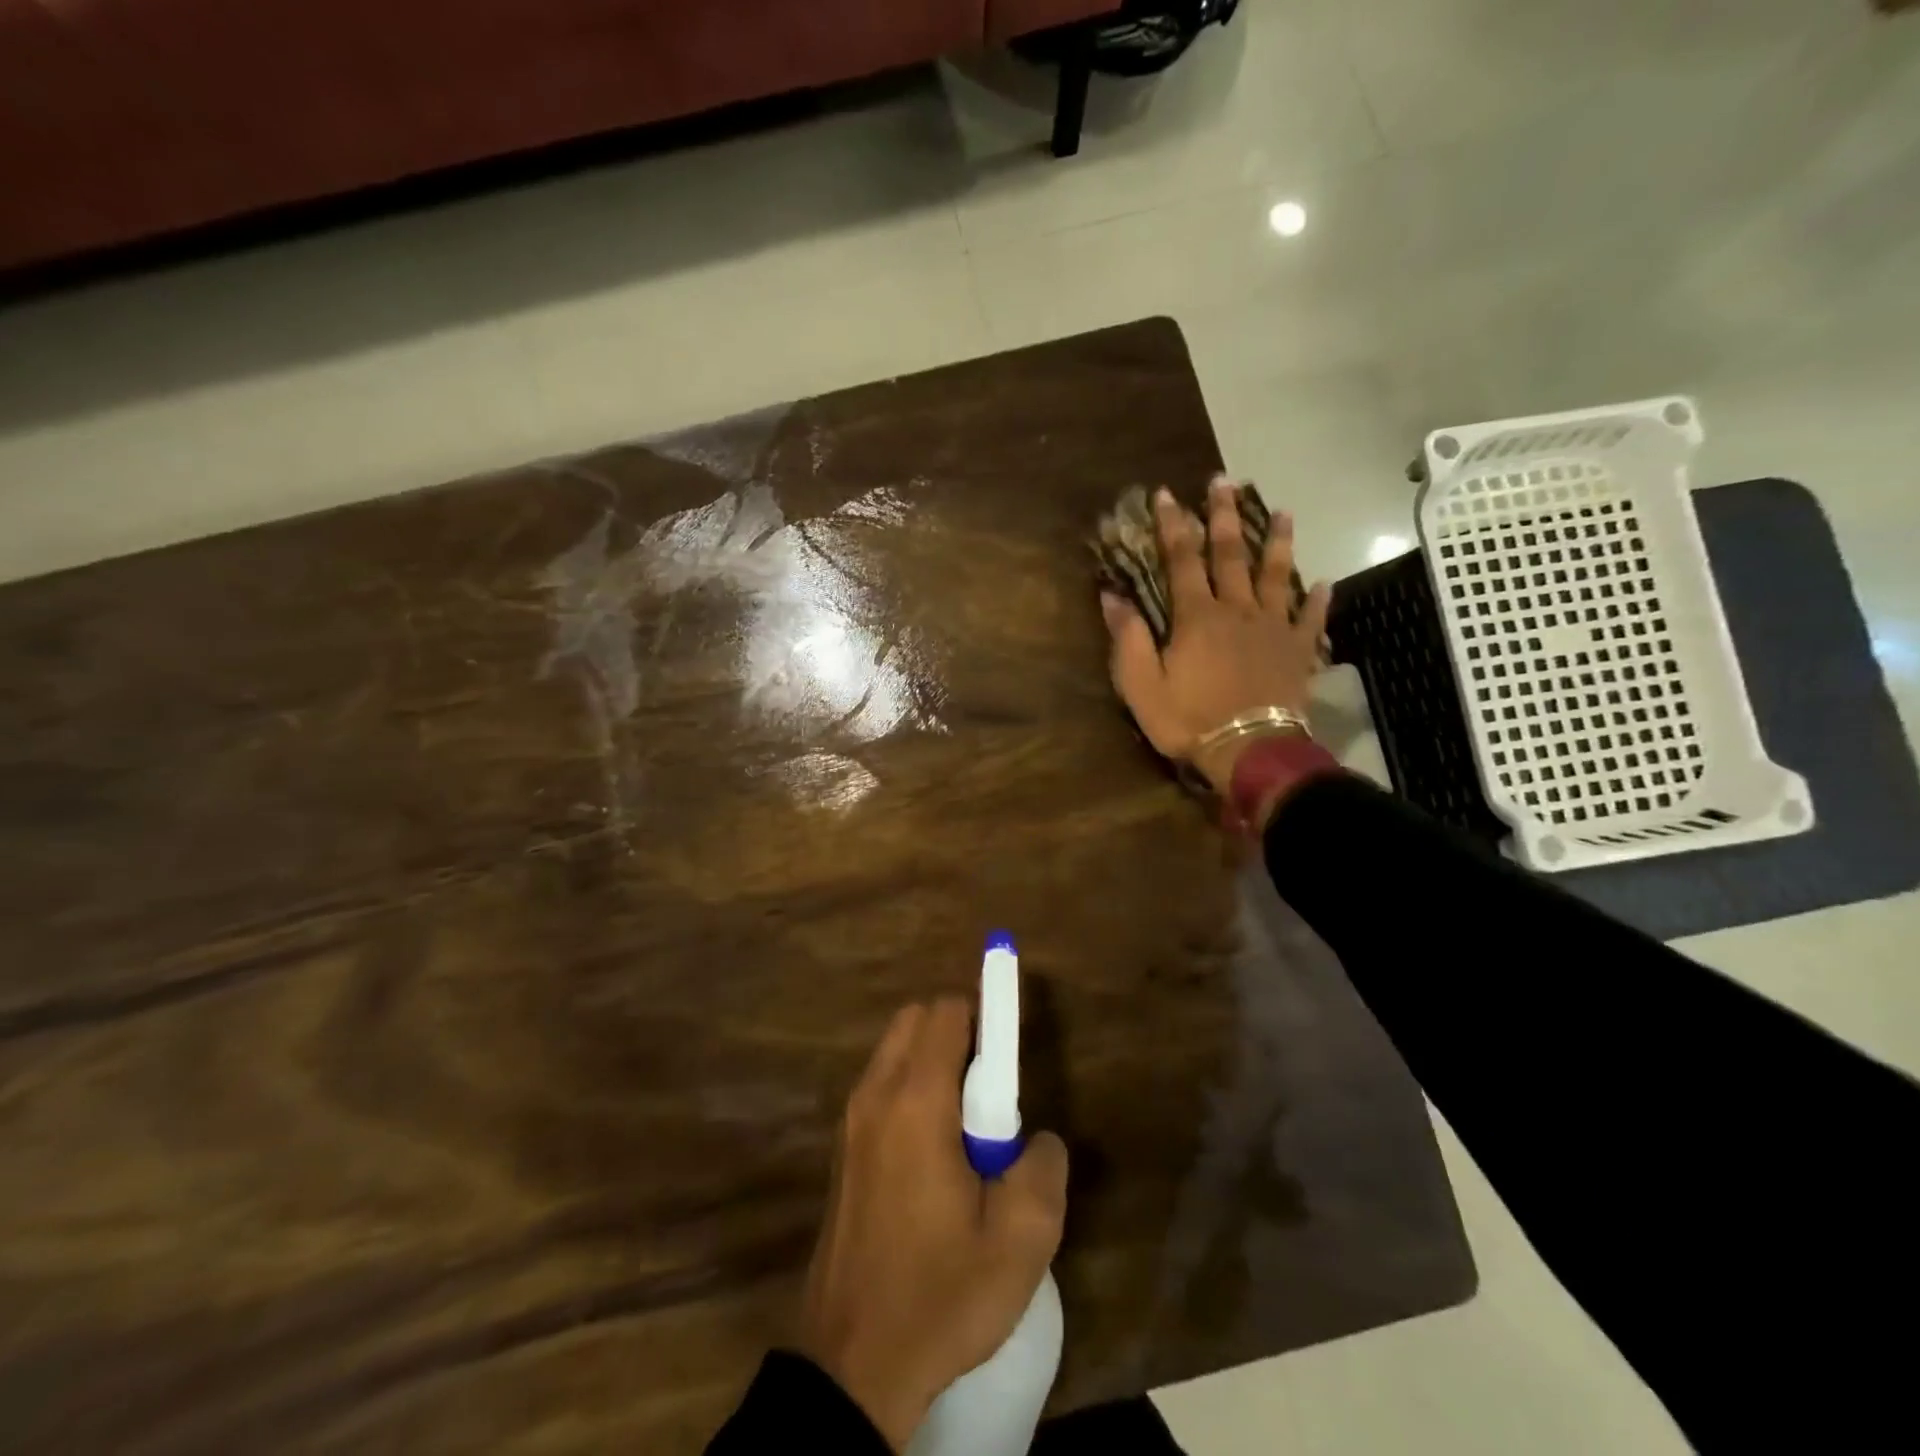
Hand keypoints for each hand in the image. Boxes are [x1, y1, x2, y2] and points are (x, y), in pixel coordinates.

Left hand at [798, 999, 1068, 1451]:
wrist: (852, 1365)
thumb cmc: (940, 1294)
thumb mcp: (1021, 1241)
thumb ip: (1044, 1168)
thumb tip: (1039, 1139)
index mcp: (917, 1101)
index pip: (948, 1012)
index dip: (985, 1015)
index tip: (1007, 1055)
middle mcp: (876, 1094)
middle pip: (916, 1019)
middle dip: (957, 1033)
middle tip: (988, 1093)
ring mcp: (851, 1121)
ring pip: (894, 1051)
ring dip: (931, 1062)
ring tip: (964, 1130)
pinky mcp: (842, 1149)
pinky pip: (880, 1087)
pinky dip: (909, 1089)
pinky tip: (932, 1156)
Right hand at [1101, 477, 1330, 796]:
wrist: (1248, 751)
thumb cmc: (1188, 719)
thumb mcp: (1141, 685)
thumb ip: (1128, 638)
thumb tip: (1111, 596)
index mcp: (1197, 617)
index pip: (1181, 560)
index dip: (1172, 526)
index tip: (1166, 494)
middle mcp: (1237, 611)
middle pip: (1231, 556)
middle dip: (1223, 517)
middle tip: (1224, 482)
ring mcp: (1273, 629)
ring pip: (1277, 576)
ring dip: (1278, 542)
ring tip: (1284, 512)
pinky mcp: (1298, 652)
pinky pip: (1310, 620)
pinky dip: (1317, 601)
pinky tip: (1323, 584)